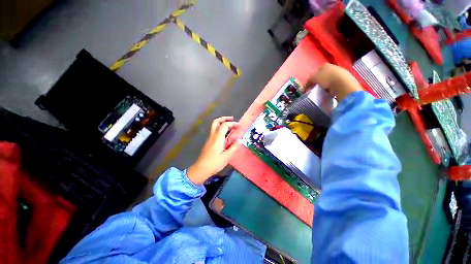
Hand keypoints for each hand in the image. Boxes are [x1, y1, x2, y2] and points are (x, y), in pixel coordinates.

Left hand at [187, 117, 239, 184]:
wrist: (201, 169)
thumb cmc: (214, 163)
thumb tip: (240, 140)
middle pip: (216, 122)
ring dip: (222, 123)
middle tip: (232, 119)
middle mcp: (212, 136)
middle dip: (224, 118)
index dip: (232, 123)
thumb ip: (234, 148)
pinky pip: (214, 131)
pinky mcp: (209, 142)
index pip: (224, 125)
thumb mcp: (226, 157)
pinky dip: (220, 128)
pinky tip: (225, 134)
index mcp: (217, 138)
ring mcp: (209, 139)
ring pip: (214, 126)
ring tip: (230, 125)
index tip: (239, 126)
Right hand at [304, 63, 362, 101]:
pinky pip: (336, 84)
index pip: (316, 72)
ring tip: (324, 92)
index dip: (312, 79)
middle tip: (316, 89)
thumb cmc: (326, 78)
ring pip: (330, 80)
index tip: (310, 86)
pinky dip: (332, 88)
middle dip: (320, 82)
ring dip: (326, 85)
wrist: (343, 83)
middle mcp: (333, 67)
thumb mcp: (313, 78)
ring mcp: (340, 72)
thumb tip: (304, 88)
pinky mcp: (346, 80)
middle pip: (324, 75)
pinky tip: (331, 92)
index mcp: (324, 65)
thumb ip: (308, 82)